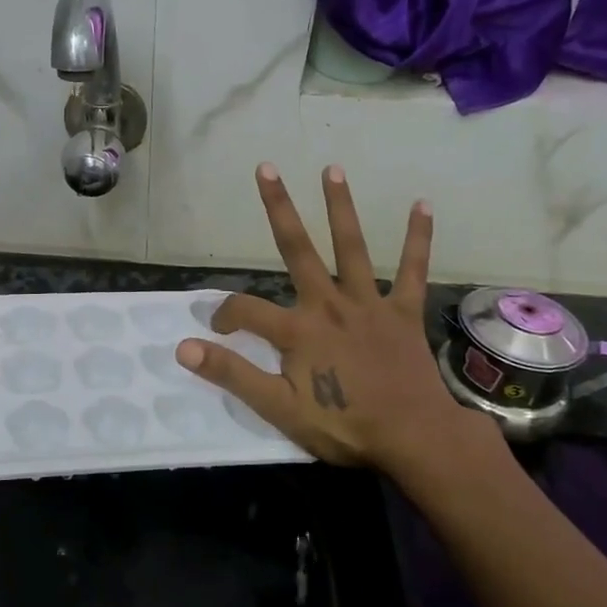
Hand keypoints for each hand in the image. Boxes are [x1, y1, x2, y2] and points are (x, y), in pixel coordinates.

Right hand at [175, 164, 505, 496]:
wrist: (415, 439)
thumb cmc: (345, 425)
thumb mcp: (278, 408)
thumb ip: (231, 374)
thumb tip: (183, 347)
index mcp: (297, 329)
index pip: (244, 309)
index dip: (222, 316)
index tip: (215, 332)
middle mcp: (329, 303)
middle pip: (297, 248)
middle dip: (279, 208)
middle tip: (266, 168)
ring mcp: (369, 303)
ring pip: (352, 247)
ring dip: (340, 207)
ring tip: (332, 169)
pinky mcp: (403, 312)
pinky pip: (412, 270)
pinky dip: (418, 239)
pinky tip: (422, 205)